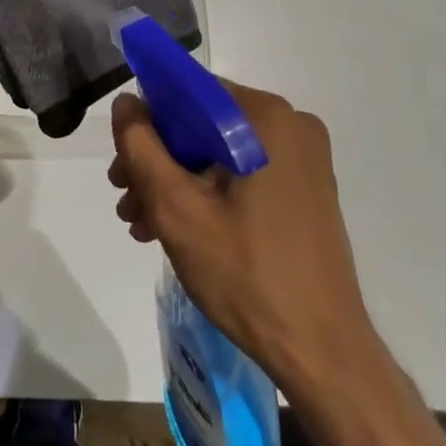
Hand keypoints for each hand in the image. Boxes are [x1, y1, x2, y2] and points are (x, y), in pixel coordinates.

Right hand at [109, 81, 378, 389]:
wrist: (322, 353)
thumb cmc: (246, 273)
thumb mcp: (177, 207)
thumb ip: (141, 147)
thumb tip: (126, 103)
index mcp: (266, 117)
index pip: (189, 91)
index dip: (147, 119)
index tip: (122, 159)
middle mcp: (290, 125)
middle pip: (201, 124)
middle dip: (157, 159)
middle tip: (124, 197)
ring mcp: (302, 159)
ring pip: (218, 151)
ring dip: (176, 181)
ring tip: (141, 222)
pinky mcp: (304, 189)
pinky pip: (241, 172)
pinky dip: (206, 193)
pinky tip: (174, 229)